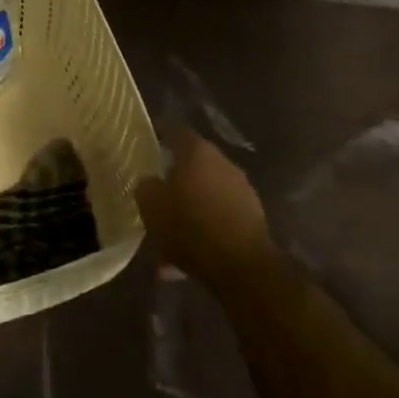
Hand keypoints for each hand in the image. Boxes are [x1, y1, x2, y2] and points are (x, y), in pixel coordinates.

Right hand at [134, 127, 275, 289]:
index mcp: (197, 152)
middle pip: (192, 163)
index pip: (175, 132)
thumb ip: (146, 187)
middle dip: (174, 179)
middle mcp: (222, 163)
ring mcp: (241, 188)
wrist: (243, 266)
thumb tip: (149, 182)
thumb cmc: (191, 226)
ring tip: (169, 237)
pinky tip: (189, 255)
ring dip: (189, 209)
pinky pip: (218, 216)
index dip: (160, 134)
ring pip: (205, 194)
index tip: (147, 141)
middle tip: (157, 194)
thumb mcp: (152, 207)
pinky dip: (203, 228)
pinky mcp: (252, 216)